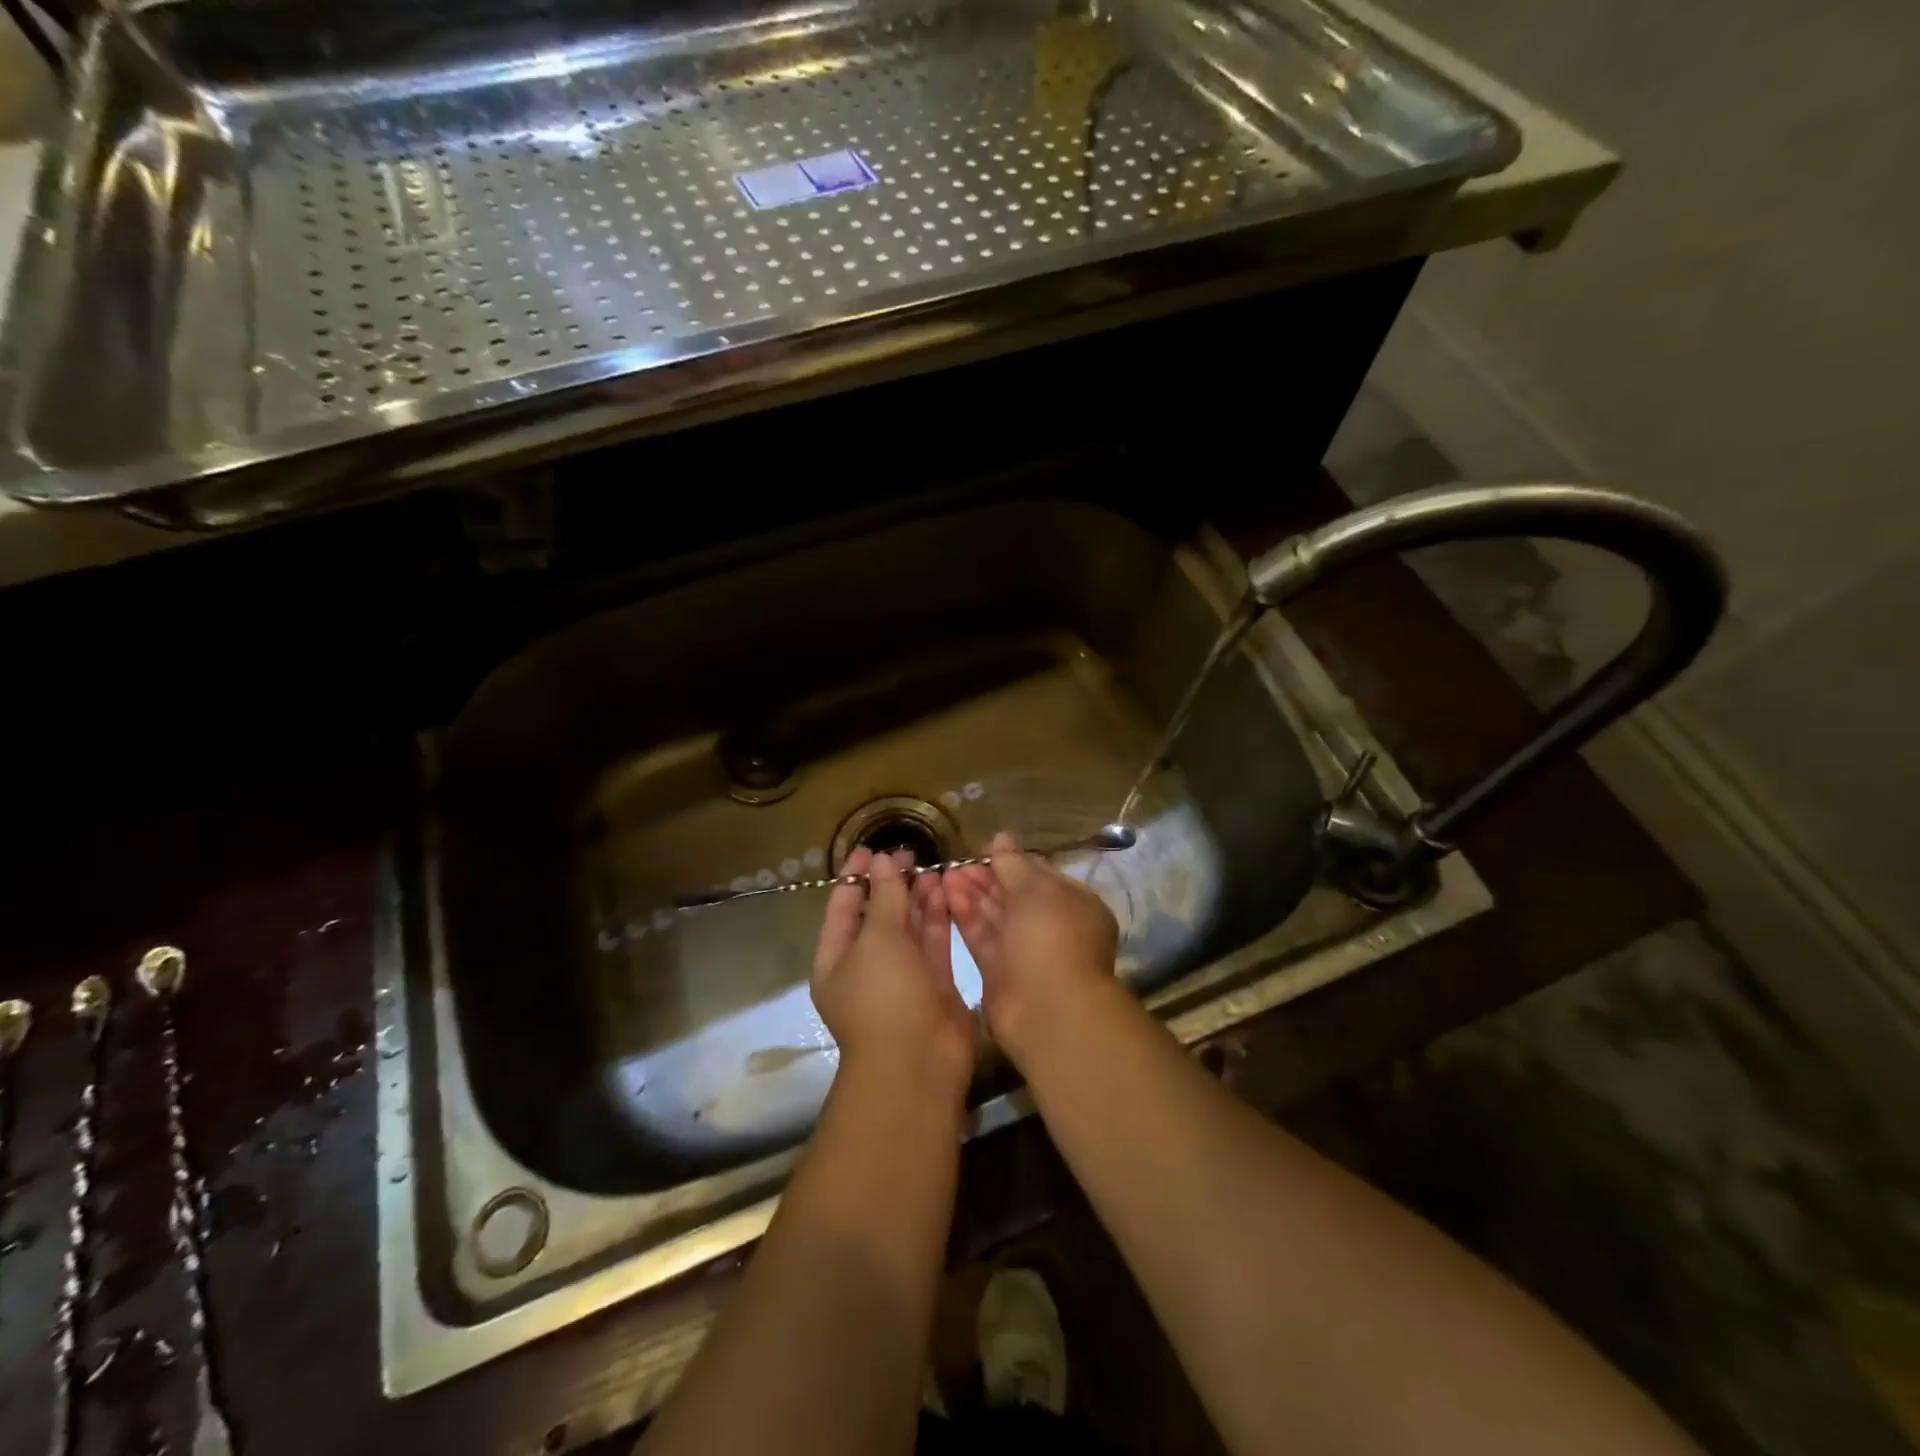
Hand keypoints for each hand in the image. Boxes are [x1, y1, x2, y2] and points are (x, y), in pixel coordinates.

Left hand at [812, 848, 975, 1104]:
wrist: (918, 1063)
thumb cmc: (884, 997)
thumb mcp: (877, 940)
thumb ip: (883, 897)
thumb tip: (883, 861)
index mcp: (836, 959)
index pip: (842, 907)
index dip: (855, 876)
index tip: (872, 849)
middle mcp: (867, 966)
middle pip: (878, 915)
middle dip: (892, 884)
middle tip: (911, 854)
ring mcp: (902, 976)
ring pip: (909, 927)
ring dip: (918, 897)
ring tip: (932, 867)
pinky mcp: (934, 984)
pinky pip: (933, 942)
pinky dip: (938, 917)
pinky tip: (947, 891)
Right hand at [943, 832, 1119, 1066]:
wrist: (1048, 1010)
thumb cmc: (1051, 937)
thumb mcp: (1035, 889)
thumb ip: (1013, 863)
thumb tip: (1001, 838)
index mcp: (1074, 904)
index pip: (1039, 875)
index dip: (1011, 861)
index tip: (982, 849)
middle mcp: (1052, 927)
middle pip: (1015, 896)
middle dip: (986, 878)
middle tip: (956, 863)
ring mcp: (1026, 952)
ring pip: (996, 917)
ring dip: (971, 894)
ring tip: (944, 874)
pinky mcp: (1000, 973)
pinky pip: (983, 938)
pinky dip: (966, 917)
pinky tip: (946, 895)